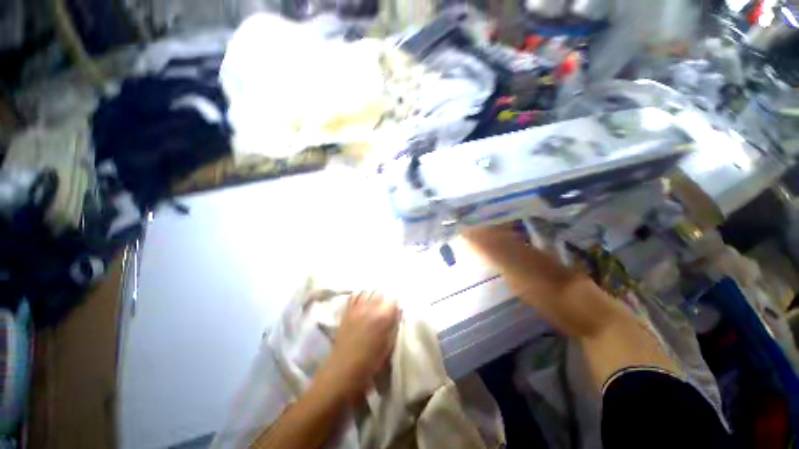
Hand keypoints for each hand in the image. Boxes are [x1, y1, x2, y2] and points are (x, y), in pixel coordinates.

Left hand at [320, 291, 400, 400]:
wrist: (343, 372)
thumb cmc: (371, 363)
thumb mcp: (389, 345)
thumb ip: (394, 325)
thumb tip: (398, 312)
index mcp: (383, 317)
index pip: (393, 299)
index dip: (396, 304)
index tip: (398, 309)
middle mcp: (370, 308)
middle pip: (381, 292)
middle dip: (386, 297)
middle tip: (388, 305)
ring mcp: (356, 308)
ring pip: (368, 291)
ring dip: (374, 294)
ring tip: (376, 301)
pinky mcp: (347, 312)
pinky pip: (355, 296)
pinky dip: (361, 295)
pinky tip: (364, 301)